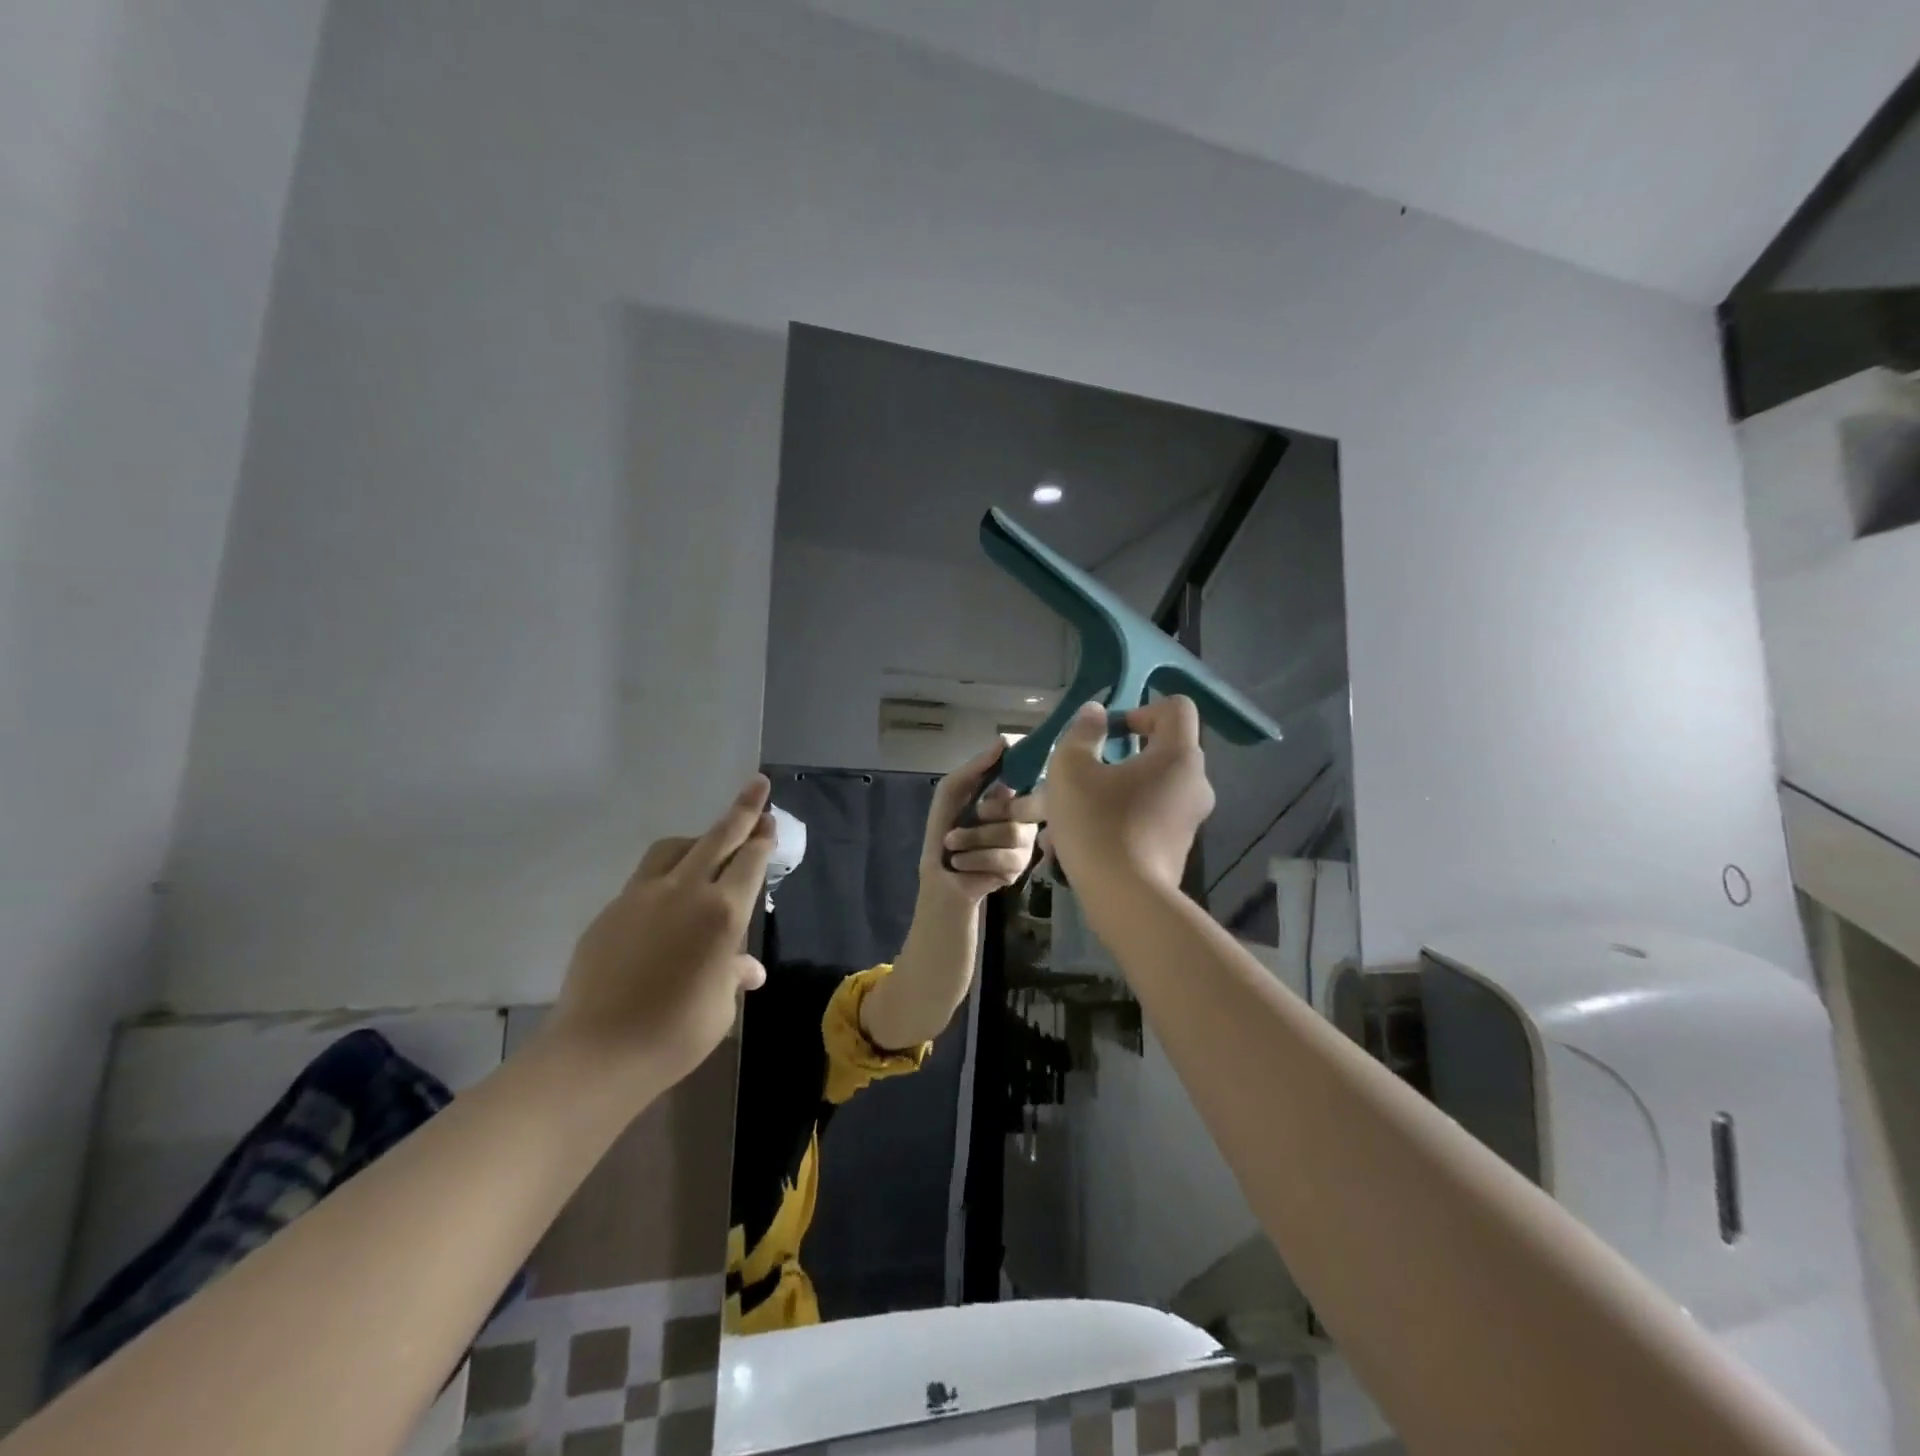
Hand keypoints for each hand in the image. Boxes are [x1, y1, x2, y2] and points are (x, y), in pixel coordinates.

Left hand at [542, 776, 774, 1094]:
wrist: (597, 1052)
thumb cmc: (675, 1034)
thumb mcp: (719, 1006)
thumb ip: (733, 975)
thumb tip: (747, 970)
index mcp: (723, 913)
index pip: (750, 861)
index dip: (763, 838)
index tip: (770, 820)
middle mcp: (686, 891)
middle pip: (718, 837)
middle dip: (742, 810)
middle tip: (757, 785)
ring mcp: (643, 896)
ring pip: (675, 847)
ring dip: (698, 839)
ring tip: (708, 845)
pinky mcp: (612, 909)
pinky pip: (646, 876)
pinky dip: (666, 871)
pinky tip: (667, 898)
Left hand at [924, 742, 1042, 903]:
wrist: (940, 877)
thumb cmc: (944, 829)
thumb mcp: (952, 792)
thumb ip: (975, 767)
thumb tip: (1004, 741)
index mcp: (1011, 795)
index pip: (1030, 777)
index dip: (1022, 774)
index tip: (1006, 774)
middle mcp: (1025, 817)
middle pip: (1019, 807)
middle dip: (985, 814)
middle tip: (969, 819)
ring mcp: (1025, 844)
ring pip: (1012, 833)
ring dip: (972, 839)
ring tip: (953, 845)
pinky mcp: (1020, 869)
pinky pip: (1004, 858)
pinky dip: (974, 858)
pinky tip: (962, 863)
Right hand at [1041, 697, 1214, 891]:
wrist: (1125, 900)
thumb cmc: (1097, 823)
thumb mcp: (1071, 768)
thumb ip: (1083, 732)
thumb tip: (1096, 713)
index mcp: (1178, 755)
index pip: (1176, 708)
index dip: (1141, 709)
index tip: (1111, 733)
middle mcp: (1194, 783)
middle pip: (1159, 751)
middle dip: (1116, 758)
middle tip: (1080, 775)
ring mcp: (1189, 819)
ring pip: (1144, 790)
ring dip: (1107, 794)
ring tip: (1063, 818)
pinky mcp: (1177, 849)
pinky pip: (1145, 821)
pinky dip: (1116, 822)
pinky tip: (1076, 845)